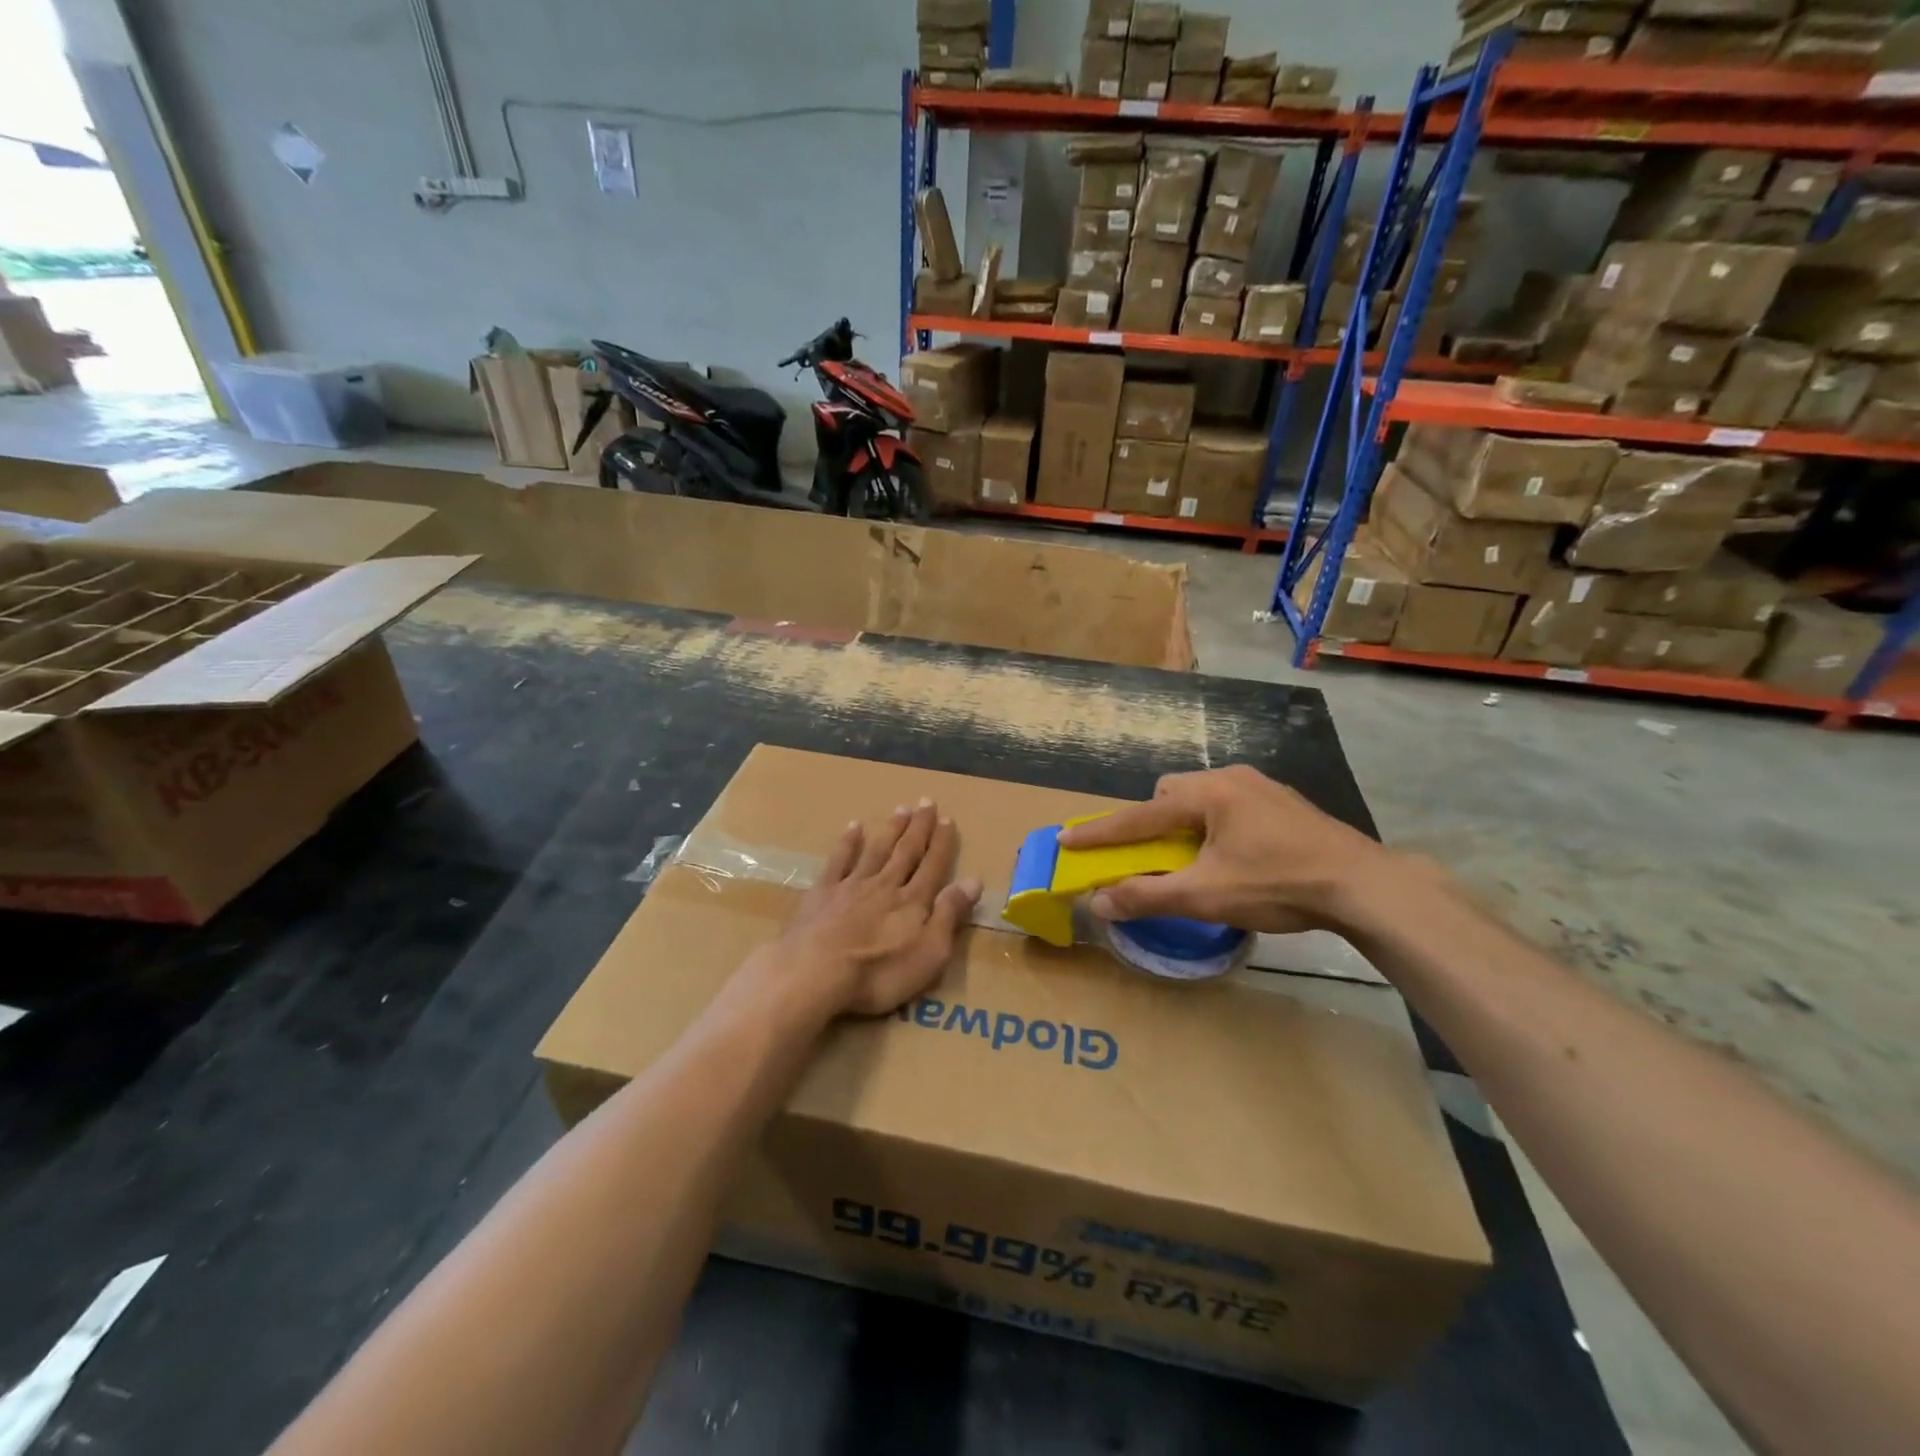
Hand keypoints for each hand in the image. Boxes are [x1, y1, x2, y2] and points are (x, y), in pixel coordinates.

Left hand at [760, 800, 981, 1017]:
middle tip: (927, 801)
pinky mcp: (822, 893)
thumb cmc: (879, 972)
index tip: (948, 819)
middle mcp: (885, 885)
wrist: (815, 971)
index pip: (933, 866)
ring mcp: (852, 886)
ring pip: (877, 850)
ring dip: (891, 829)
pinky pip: (838, 861)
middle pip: (906, 851)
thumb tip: (974, 880)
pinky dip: (848, 843)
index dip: (942, 843)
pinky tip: (854, 827)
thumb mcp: (929, 953)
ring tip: (901, 809)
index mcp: (913, 902)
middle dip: (919, 827)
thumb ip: (950, 914)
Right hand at [1056, 765, 1396, 934]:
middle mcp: (1230, 778)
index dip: (1100, 832)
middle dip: (1152, 821)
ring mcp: (1262, 786)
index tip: (1066, 839)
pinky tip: (1236, 854)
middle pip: (1171, 793)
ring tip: (1196, 858)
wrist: (1363, 884)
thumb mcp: (1206, 896)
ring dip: (1186, 823)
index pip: (1139, 816)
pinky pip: (1231, 804)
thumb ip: (1148, 896)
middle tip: (1154, 855)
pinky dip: (1216, 825)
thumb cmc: (1278, 885)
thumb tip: (1099, 902)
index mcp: (1207, 794)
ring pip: (1203, 797)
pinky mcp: (1284, 802)